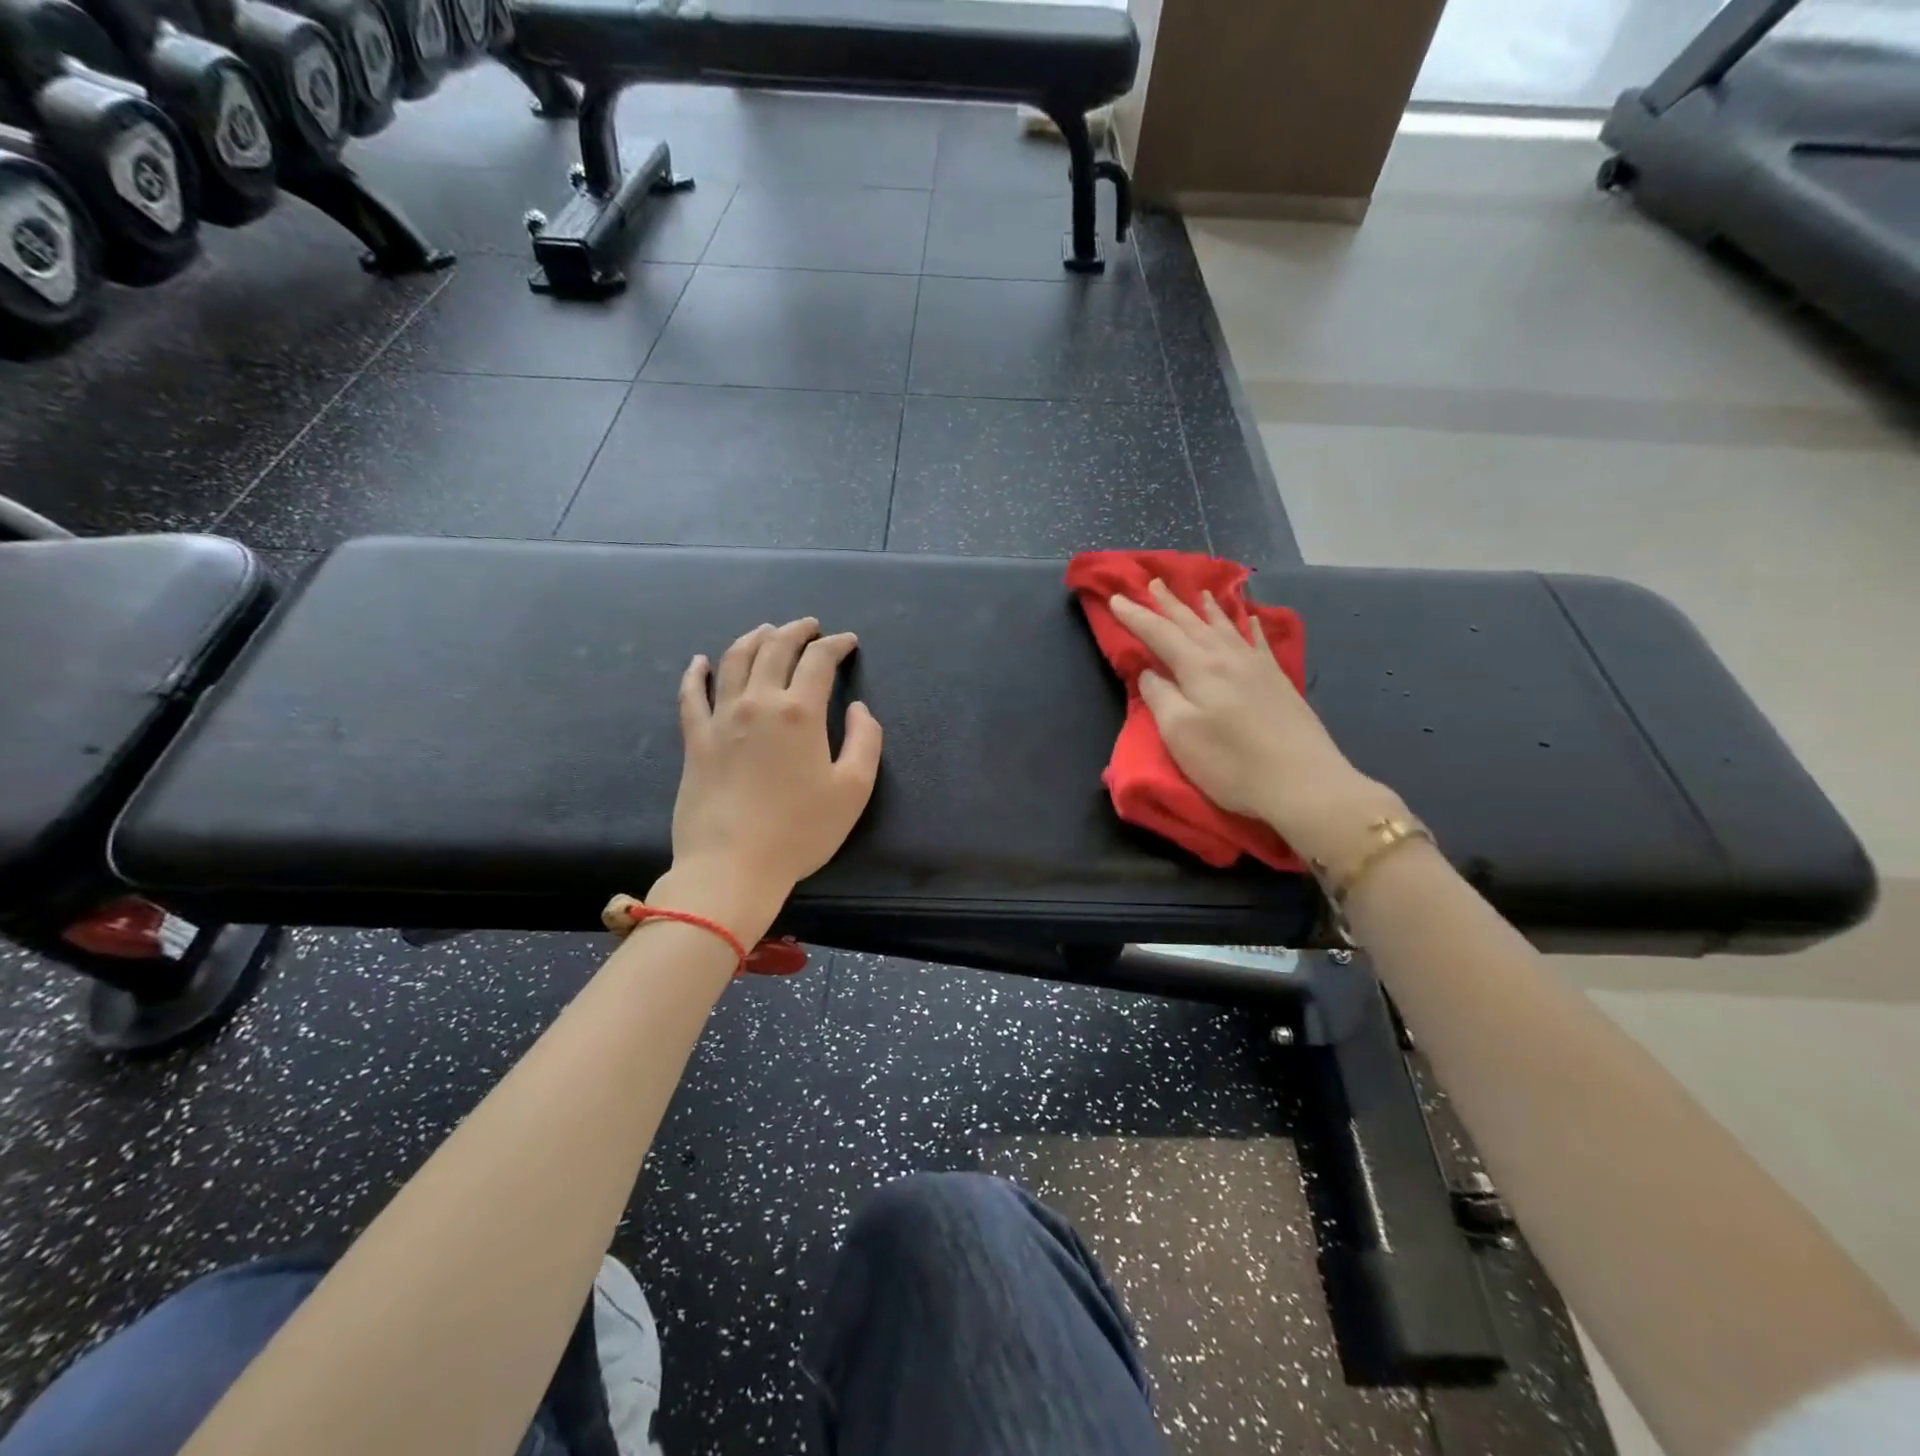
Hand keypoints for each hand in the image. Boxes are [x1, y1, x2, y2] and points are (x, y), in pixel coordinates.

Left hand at [669, 617, 882, 906]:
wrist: (732, 865)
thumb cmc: (800, 831)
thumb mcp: (854, 789)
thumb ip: (866, 741)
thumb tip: (859, 708)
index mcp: (800, 712)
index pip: (819, 661)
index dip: (836, 645)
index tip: (848, 642)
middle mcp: (758, 703)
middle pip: (775, 649)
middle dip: (796, 631)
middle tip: (810, 627)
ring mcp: (720, 718)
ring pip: (734, 661)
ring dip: (753, 639)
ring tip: (766, 631)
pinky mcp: (695, 740)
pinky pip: (691, 695)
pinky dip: (695, 673)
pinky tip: (700, 662)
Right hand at [1109, 581, 1402, 863]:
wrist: (1303, 783)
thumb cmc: (1231, 763)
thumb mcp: (1180, 733)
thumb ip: (1160, 697)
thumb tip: (1150, 673)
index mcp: (1199, 668)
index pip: (1159, 633)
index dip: (1136, 616)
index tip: (1116, 598)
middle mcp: (1228, 657)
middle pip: (1192, 623)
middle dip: (1170, 603)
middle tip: (1153, 582)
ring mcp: (1257, 667)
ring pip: (1226, 627)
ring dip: (1207, 609)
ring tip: (1199, 592)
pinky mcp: (1278, 682)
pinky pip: (1259, 642)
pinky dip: (1250, 626)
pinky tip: (1251, 618)